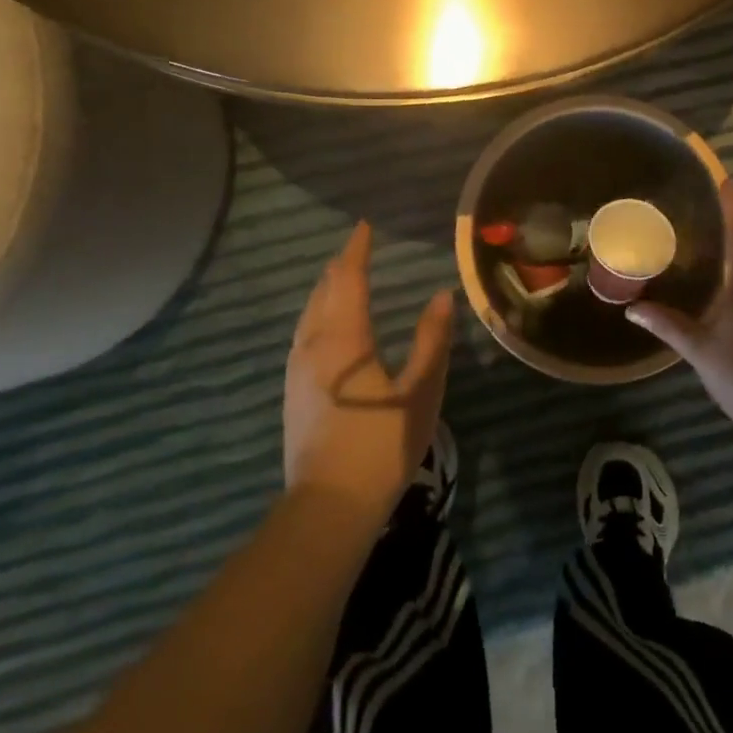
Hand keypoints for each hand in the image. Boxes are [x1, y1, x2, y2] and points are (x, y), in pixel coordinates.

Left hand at [284, 221, 453, 528]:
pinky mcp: (292, 393)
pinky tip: (323, 326)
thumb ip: (432, 340)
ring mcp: (297, 371)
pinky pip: (302, 335)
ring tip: (340, 278)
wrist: (329, 505)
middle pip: (323, 292)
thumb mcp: (421, 391)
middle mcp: (314, 345)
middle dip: (339, 266)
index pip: (348, 280)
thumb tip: (440, 295)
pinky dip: (315, 314)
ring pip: (307, 314)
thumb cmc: (381, 444)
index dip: (357, 250)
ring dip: (325, 289)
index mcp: (344, 339)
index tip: (364, 227)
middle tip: (356, 248)